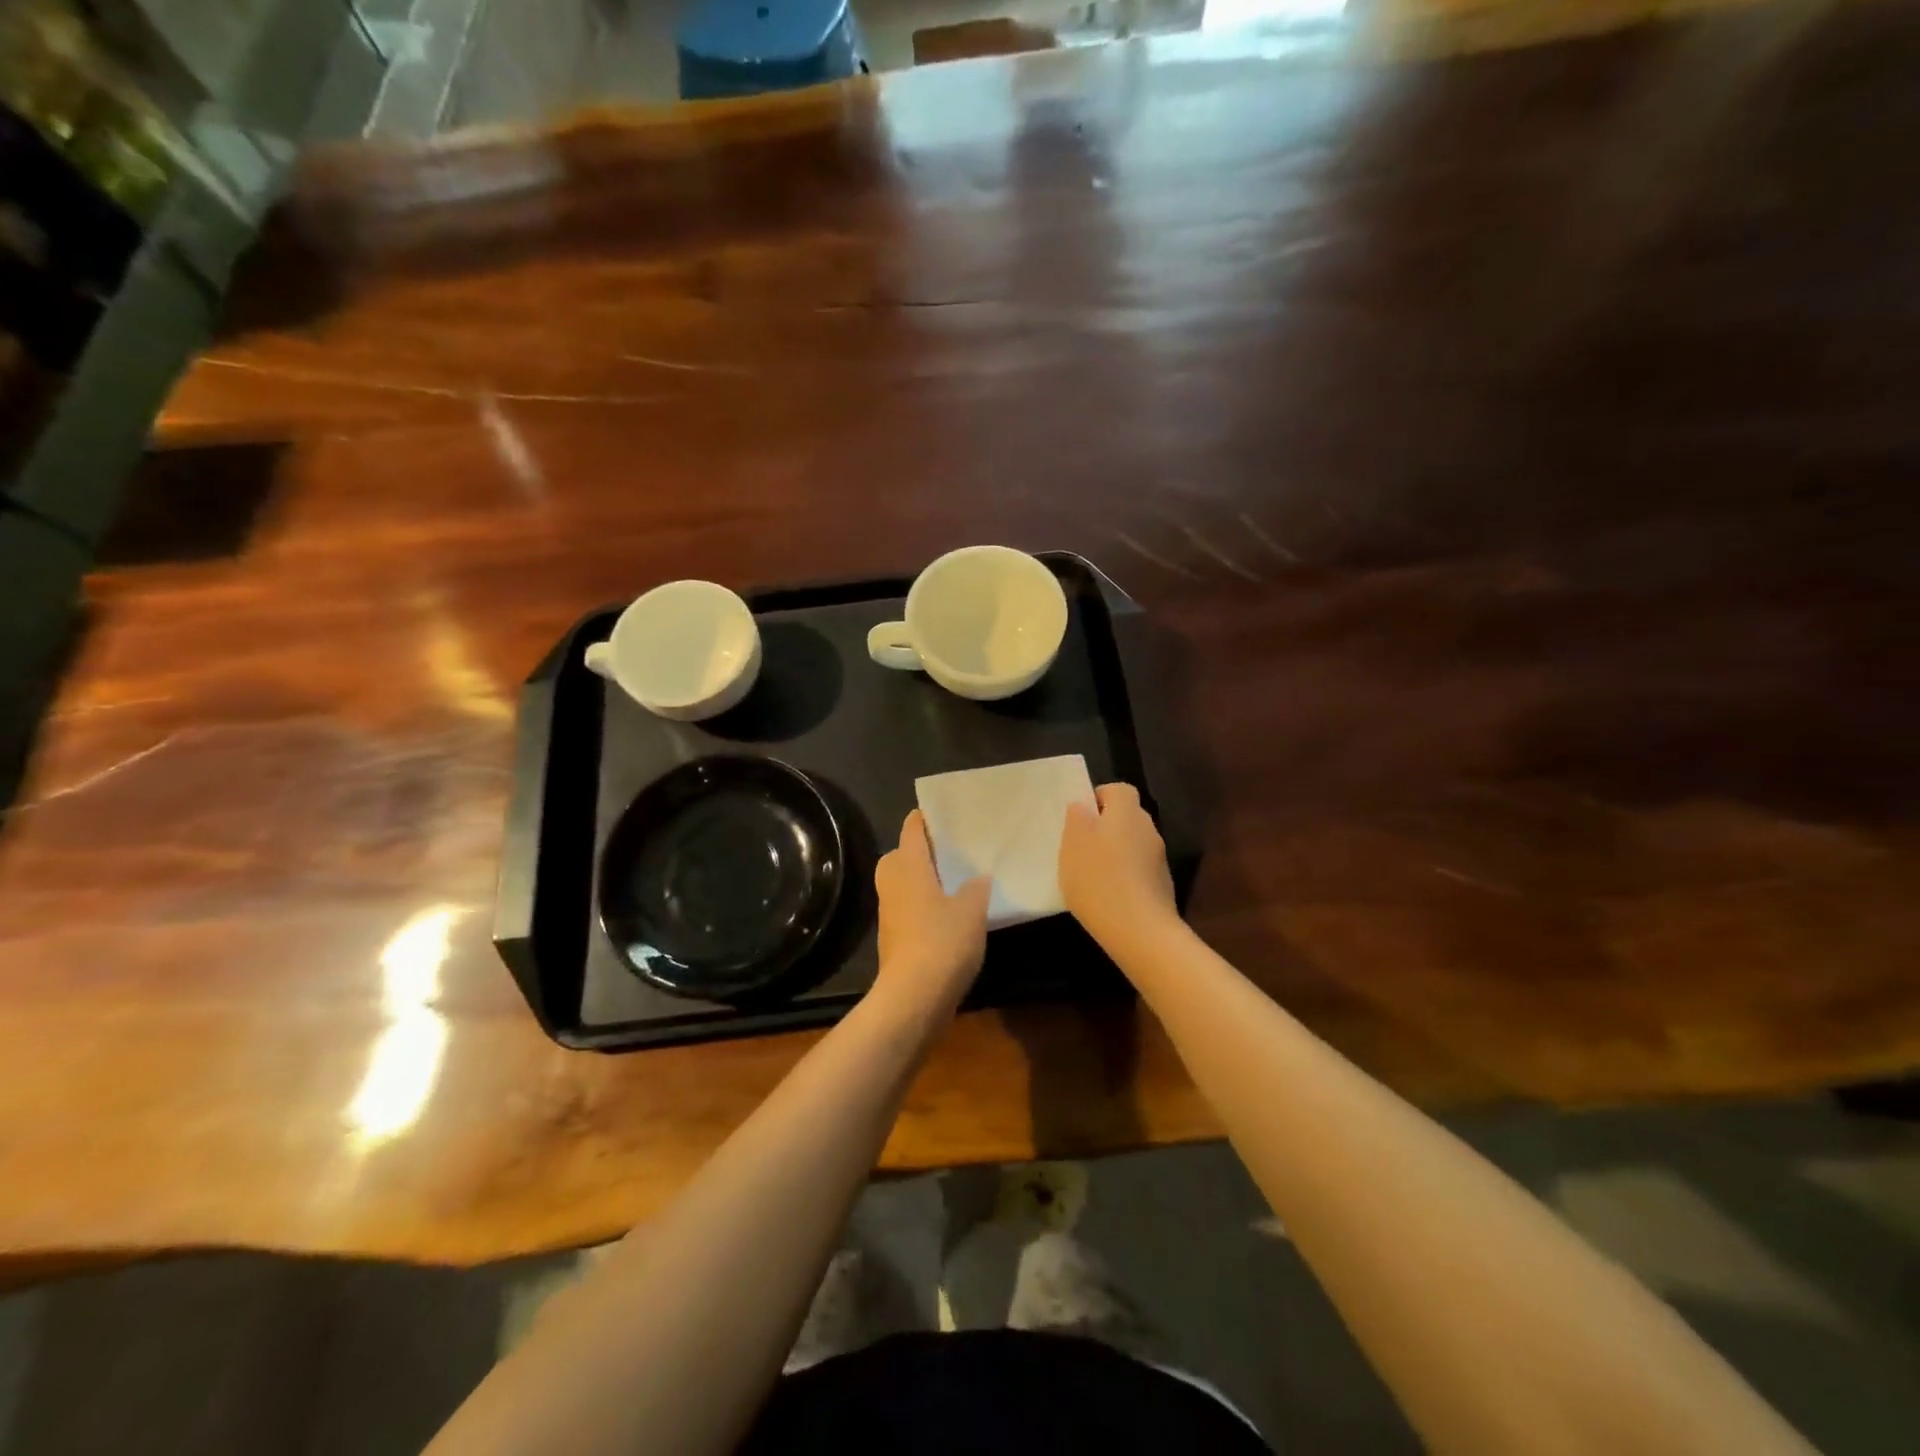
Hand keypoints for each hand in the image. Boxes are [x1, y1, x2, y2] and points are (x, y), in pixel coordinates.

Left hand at [873, 810, 990, 1017]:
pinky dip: (925, 906)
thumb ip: (976, 888)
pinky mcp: (894, 938)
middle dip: (922, 851)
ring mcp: (889, 912)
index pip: (912, 829)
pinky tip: (950, 915)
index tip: (946, 813)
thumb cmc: (942, 941)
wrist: (913, 997)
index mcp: (908, 865)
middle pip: (902, 855)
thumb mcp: (971, 909)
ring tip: (957, 881)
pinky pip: (909, 908)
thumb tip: (977, 878)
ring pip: (904, 883)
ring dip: (924, 880)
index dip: (926, 818)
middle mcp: (892, 882)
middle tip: (953, 850)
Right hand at [1059, 783, 1177, 950]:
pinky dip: (1125, 877)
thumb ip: (1077, 818)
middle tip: (1081, 848)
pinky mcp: (1162, 886)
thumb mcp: (1073, 843)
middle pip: (1126, 817)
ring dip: (1115, 854)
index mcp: (1127, 812)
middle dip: (1105, 828)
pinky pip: (1139, 871)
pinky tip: (1107, 897)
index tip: (1080, 819)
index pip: (1118, 790)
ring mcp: (1159, 859)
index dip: (1099, 798)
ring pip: (1133, 845)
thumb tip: (1084, 806)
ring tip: (1091, 876)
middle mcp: (1148, 829)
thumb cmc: (1099, 879)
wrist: (1140, 931)